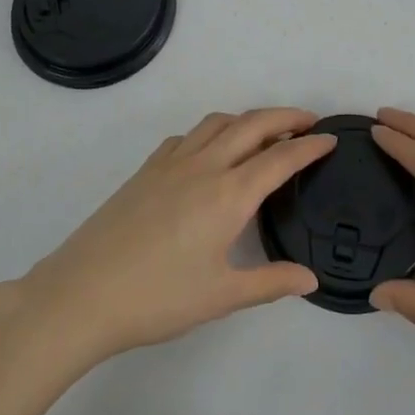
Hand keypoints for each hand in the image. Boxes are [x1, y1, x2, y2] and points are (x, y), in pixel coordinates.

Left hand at [4, 108, 334, 372]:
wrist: (83, 292)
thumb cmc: (158, 298)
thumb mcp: (221, 296)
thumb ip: (270, 282)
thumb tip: (310, 279)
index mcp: (229, 194)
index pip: (280, 158)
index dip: (309, 146)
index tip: (331, 138)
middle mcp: (204, 165)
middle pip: (252, 124)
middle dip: (285, 116)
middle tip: (308, 121)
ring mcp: (172, 162)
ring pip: (218, 123)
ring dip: (247, 119)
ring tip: (264, 132)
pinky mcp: (148, 168)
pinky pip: (188, 136)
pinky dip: (210, 132)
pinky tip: (209, 152)